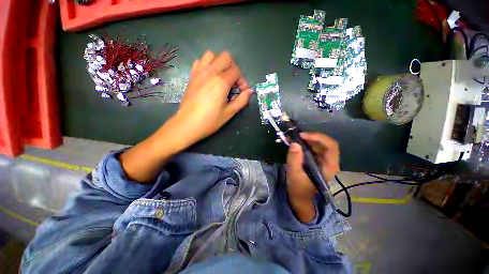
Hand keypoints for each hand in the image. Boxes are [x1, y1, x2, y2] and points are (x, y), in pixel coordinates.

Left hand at [171, 51, 252, 147]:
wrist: (187, 124)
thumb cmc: (210, 120)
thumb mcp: (229, 112)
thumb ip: (242, 100)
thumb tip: (250, 91)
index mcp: (221, 82)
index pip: (237, 71)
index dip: (242, 80)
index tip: (242, 91)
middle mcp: (210, 72)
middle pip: (226, 57)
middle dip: (233, 68)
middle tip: (233, 82)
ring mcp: (199, 72)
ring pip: (211, 54)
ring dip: (219, 63)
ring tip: (221, 77)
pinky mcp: (192, 76)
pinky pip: (199, 61)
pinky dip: (207, 65)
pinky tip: (209, 77)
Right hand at [286, 132, 339, 221]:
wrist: (301, 198)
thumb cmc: (299, 189)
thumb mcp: (294, 175)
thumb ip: (294, 160)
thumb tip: (294, 143)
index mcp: (329, 167)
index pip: (331, 147)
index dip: (318, 138)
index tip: (302, 136)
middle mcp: (330, 162)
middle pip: (326, 143)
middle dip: (312, 137)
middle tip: (297, 136)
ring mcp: (324, 161)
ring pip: (320, 144)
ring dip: (309, 139)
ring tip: (296, 138)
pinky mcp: (317, 161)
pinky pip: (314, 148)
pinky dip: (306, 143)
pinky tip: (298, 143)